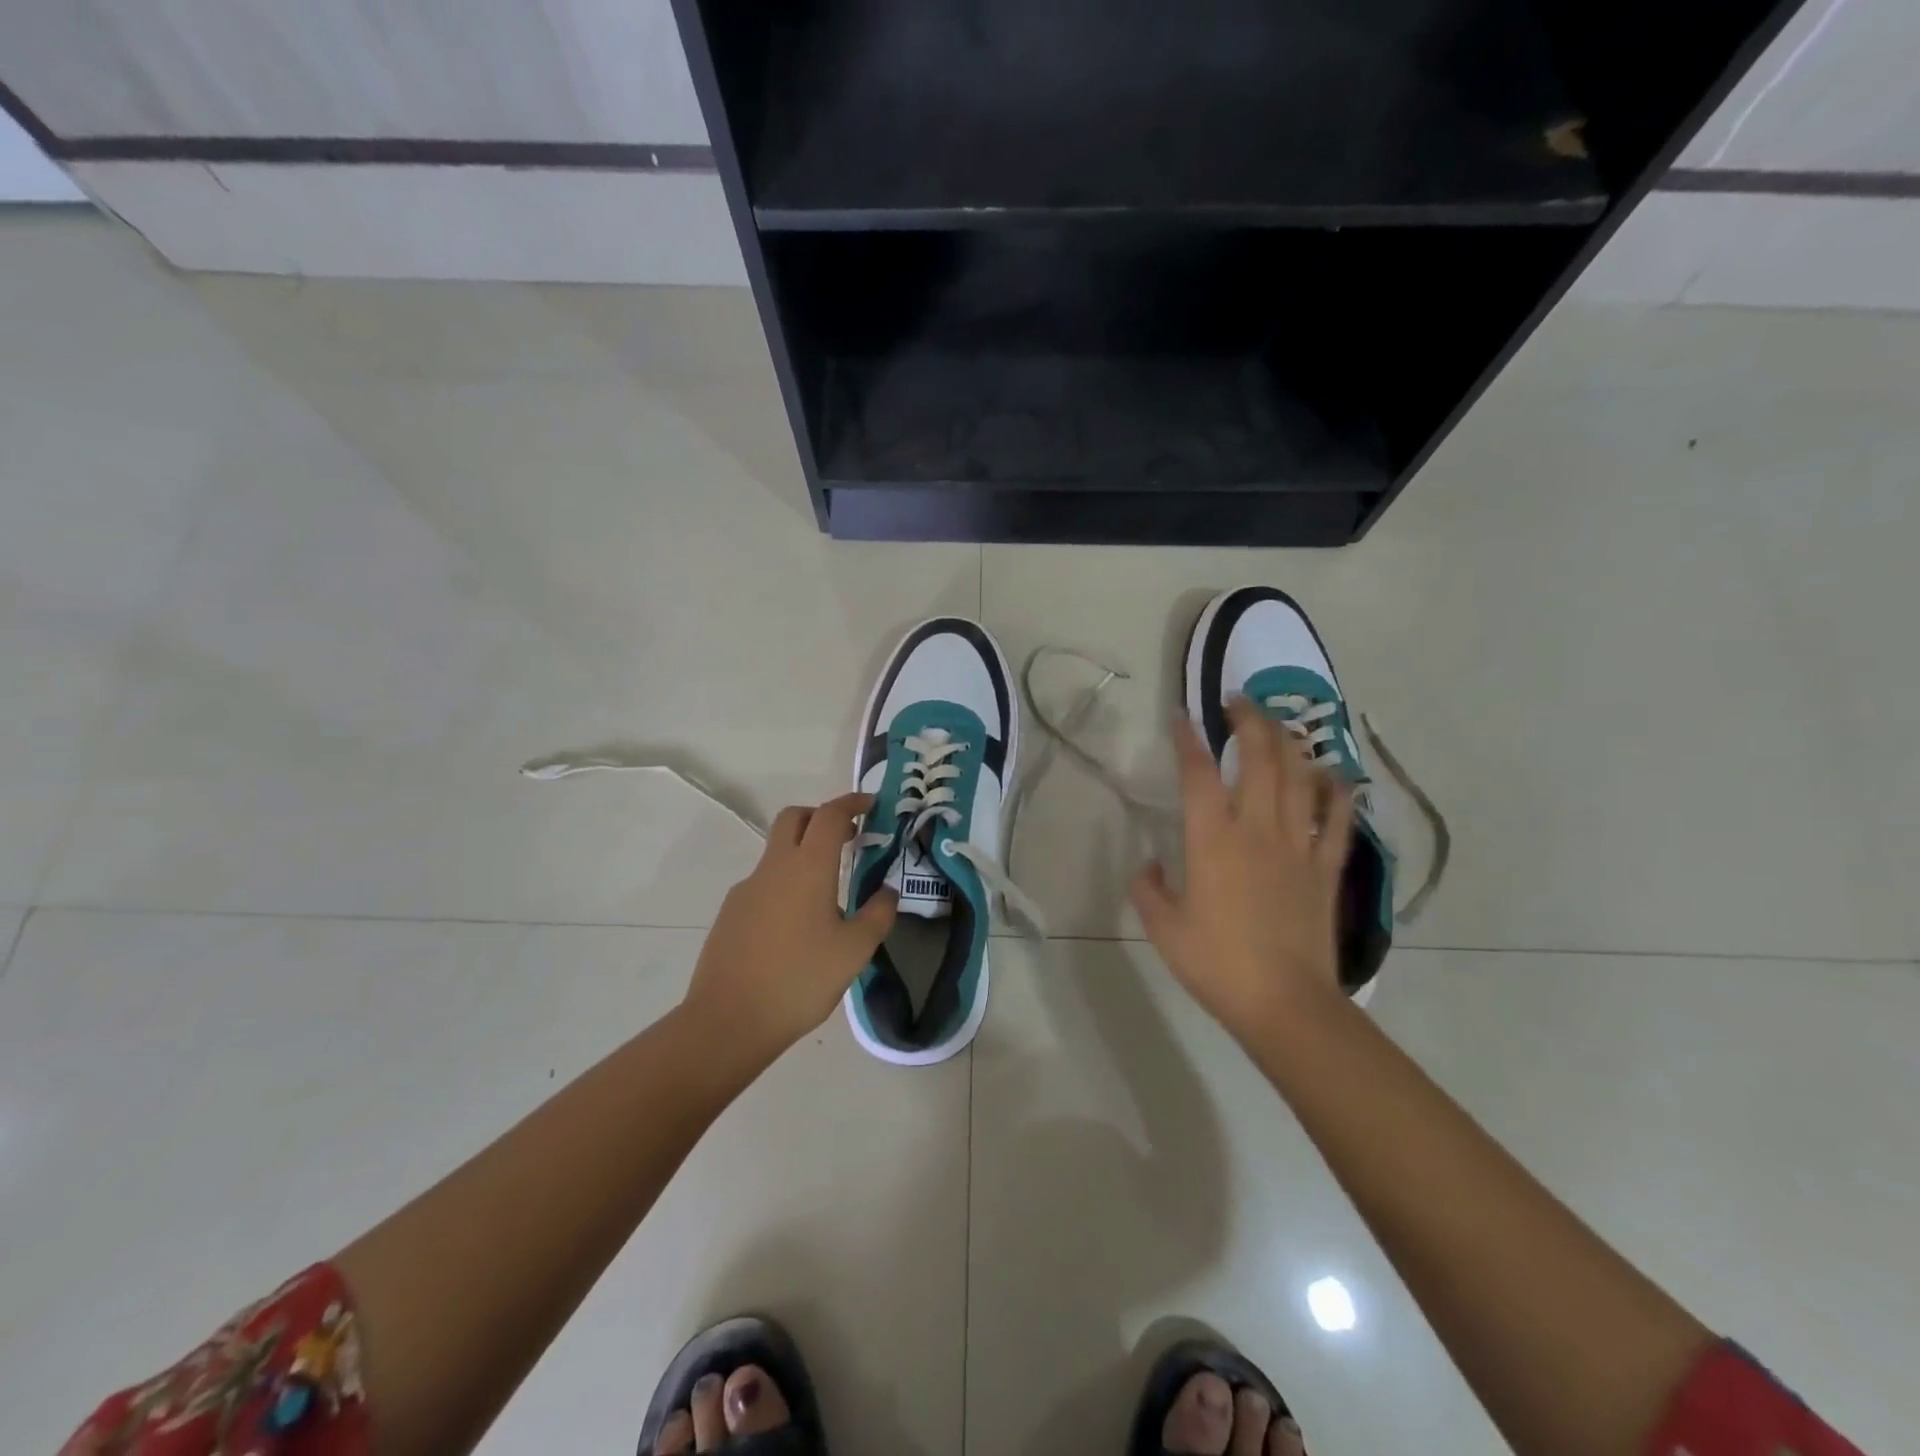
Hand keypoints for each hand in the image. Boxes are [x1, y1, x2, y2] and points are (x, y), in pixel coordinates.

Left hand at [683, 792, 897, 1058]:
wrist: (728, 1020)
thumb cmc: (800, 980)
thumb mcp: (854, 951)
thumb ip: (877, 914)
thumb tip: (887, 891)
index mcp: (808, 867)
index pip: (830, 814)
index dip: (852, 803)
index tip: (871, 805)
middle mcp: (774, 867)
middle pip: (795, 818)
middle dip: (821, 817)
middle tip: (848, 837)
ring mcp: (747, 888)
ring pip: (777, 851)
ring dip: (803, 853)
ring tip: (827, 892)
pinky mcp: (731, 912)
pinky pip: (763, 883)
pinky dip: (785, 884)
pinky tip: (796, 925)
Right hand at [1131, 700, 1353, 1044]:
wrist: (1286, 1004)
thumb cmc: (1217, 964)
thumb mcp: (1163, 929)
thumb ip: (1148, 888)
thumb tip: (1147, 865)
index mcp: (1212, 840)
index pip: (1198, 773)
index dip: (1188, 739)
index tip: (1181, 716)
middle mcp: (1257, 829)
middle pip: (1258, 758)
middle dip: (1248, 721)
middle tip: (1238, 702)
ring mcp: (1299, 845)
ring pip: (1298, 777)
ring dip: (1287, 743)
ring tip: (1277, 725)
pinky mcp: (1326, 867)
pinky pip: (1338, 818)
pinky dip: (1336, 790)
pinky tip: (1332, 773)